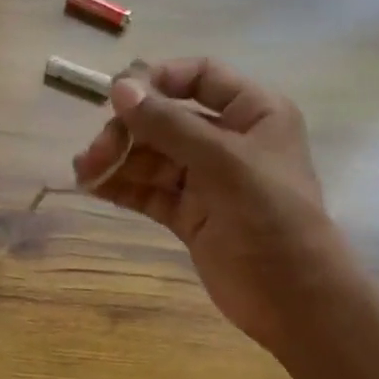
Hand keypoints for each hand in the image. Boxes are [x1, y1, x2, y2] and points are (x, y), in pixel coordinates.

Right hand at [72, 57, 338, 351]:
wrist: (294, 300)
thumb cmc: (271, 218)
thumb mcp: (223, 162)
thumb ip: (169, 125)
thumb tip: (118, 87)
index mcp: (254, 113)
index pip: (200, 77)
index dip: (158, 80)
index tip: (117, 95)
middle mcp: (230, 140)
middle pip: (167, 119)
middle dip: (129, 131)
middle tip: (98, 151)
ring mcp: (208, 179)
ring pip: (153, 157)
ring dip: (118, 159)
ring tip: (84, 171)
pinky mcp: (190, 214)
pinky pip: (150, 190)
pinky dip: (122, 186)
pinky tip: (92, 186)